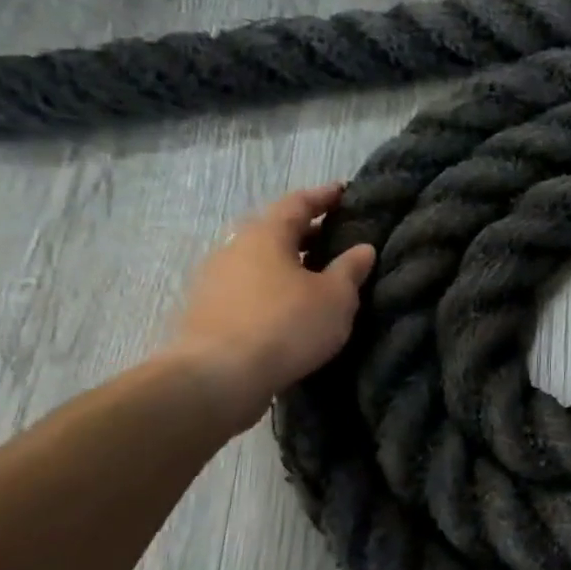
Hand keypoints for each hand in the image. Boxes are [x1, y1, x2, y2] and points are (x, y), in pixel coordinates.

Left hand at [163, 185, 375, 433]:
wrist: (218, 377)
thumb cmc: (285, 325)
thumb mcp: (335, 298)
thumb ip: (350, 269)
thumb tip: (363, 248)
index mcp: (265, 234)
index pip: (297, 203)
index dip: (323, 196)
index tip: (343, 192)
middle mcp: (234, 248)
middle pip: (274, 231)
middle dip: (305, 232)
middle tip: (335, 237)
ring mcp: (215, 281)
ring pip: (259, 262)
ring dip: (287, 264)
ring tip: (316, 277)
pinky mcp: (207, 312)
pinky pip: (248, 289)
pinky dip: (272, 289)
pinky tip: (290, 308)